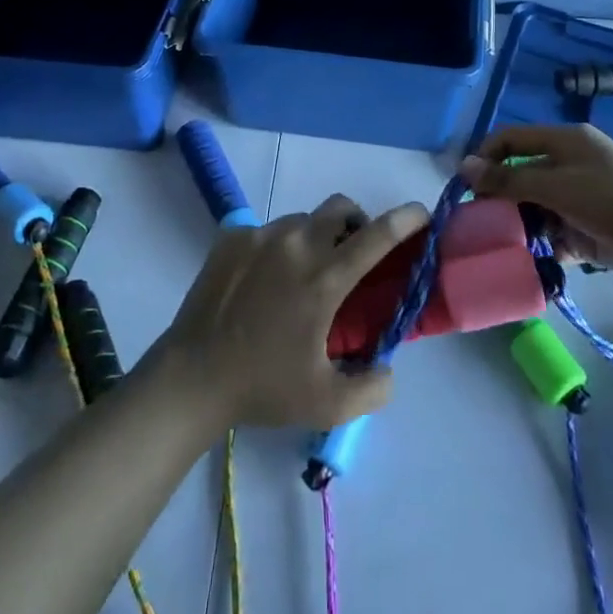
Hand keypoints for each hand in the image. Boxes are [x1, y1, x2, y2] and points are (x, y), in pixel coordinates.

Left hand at [159, 195, 428, 429]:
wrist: (191, 377)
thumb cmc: (262, 387)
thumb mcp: (327, 404)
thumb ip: (372, 388)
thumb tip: (387, 367)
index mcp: (324, 279)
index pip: (377, 235)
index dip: (405, 219)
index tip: (422, 212)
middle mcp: (296, 244)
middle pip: (340, 208)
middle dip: (356, 222)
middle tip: (353, 253)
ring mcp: (260, 236)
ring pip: (302, 220)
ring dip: (315, 238)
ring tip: (301, 275)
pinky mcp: (232, 237)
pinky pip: (266, 230)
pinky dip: (277, 247)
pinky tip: (264, 281)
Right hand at [458, 124, 612, 282]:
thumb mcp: (557, 186)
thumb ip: (509, 179)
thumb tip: (464, 166)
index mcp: (563, 142)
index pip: (511, 139)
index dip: (485, 157)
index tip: (466, 188)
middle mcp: (568, 164)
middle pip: (521, 175)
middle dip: (500, 198)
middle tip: (481, 224)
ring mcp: (579, 197)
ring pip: (535, 206)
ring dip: (520, 224)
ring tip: (503, 245)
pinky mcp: (588, 228)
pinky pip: (554, 231)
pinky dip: (543, 243)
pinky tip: (533, 258)